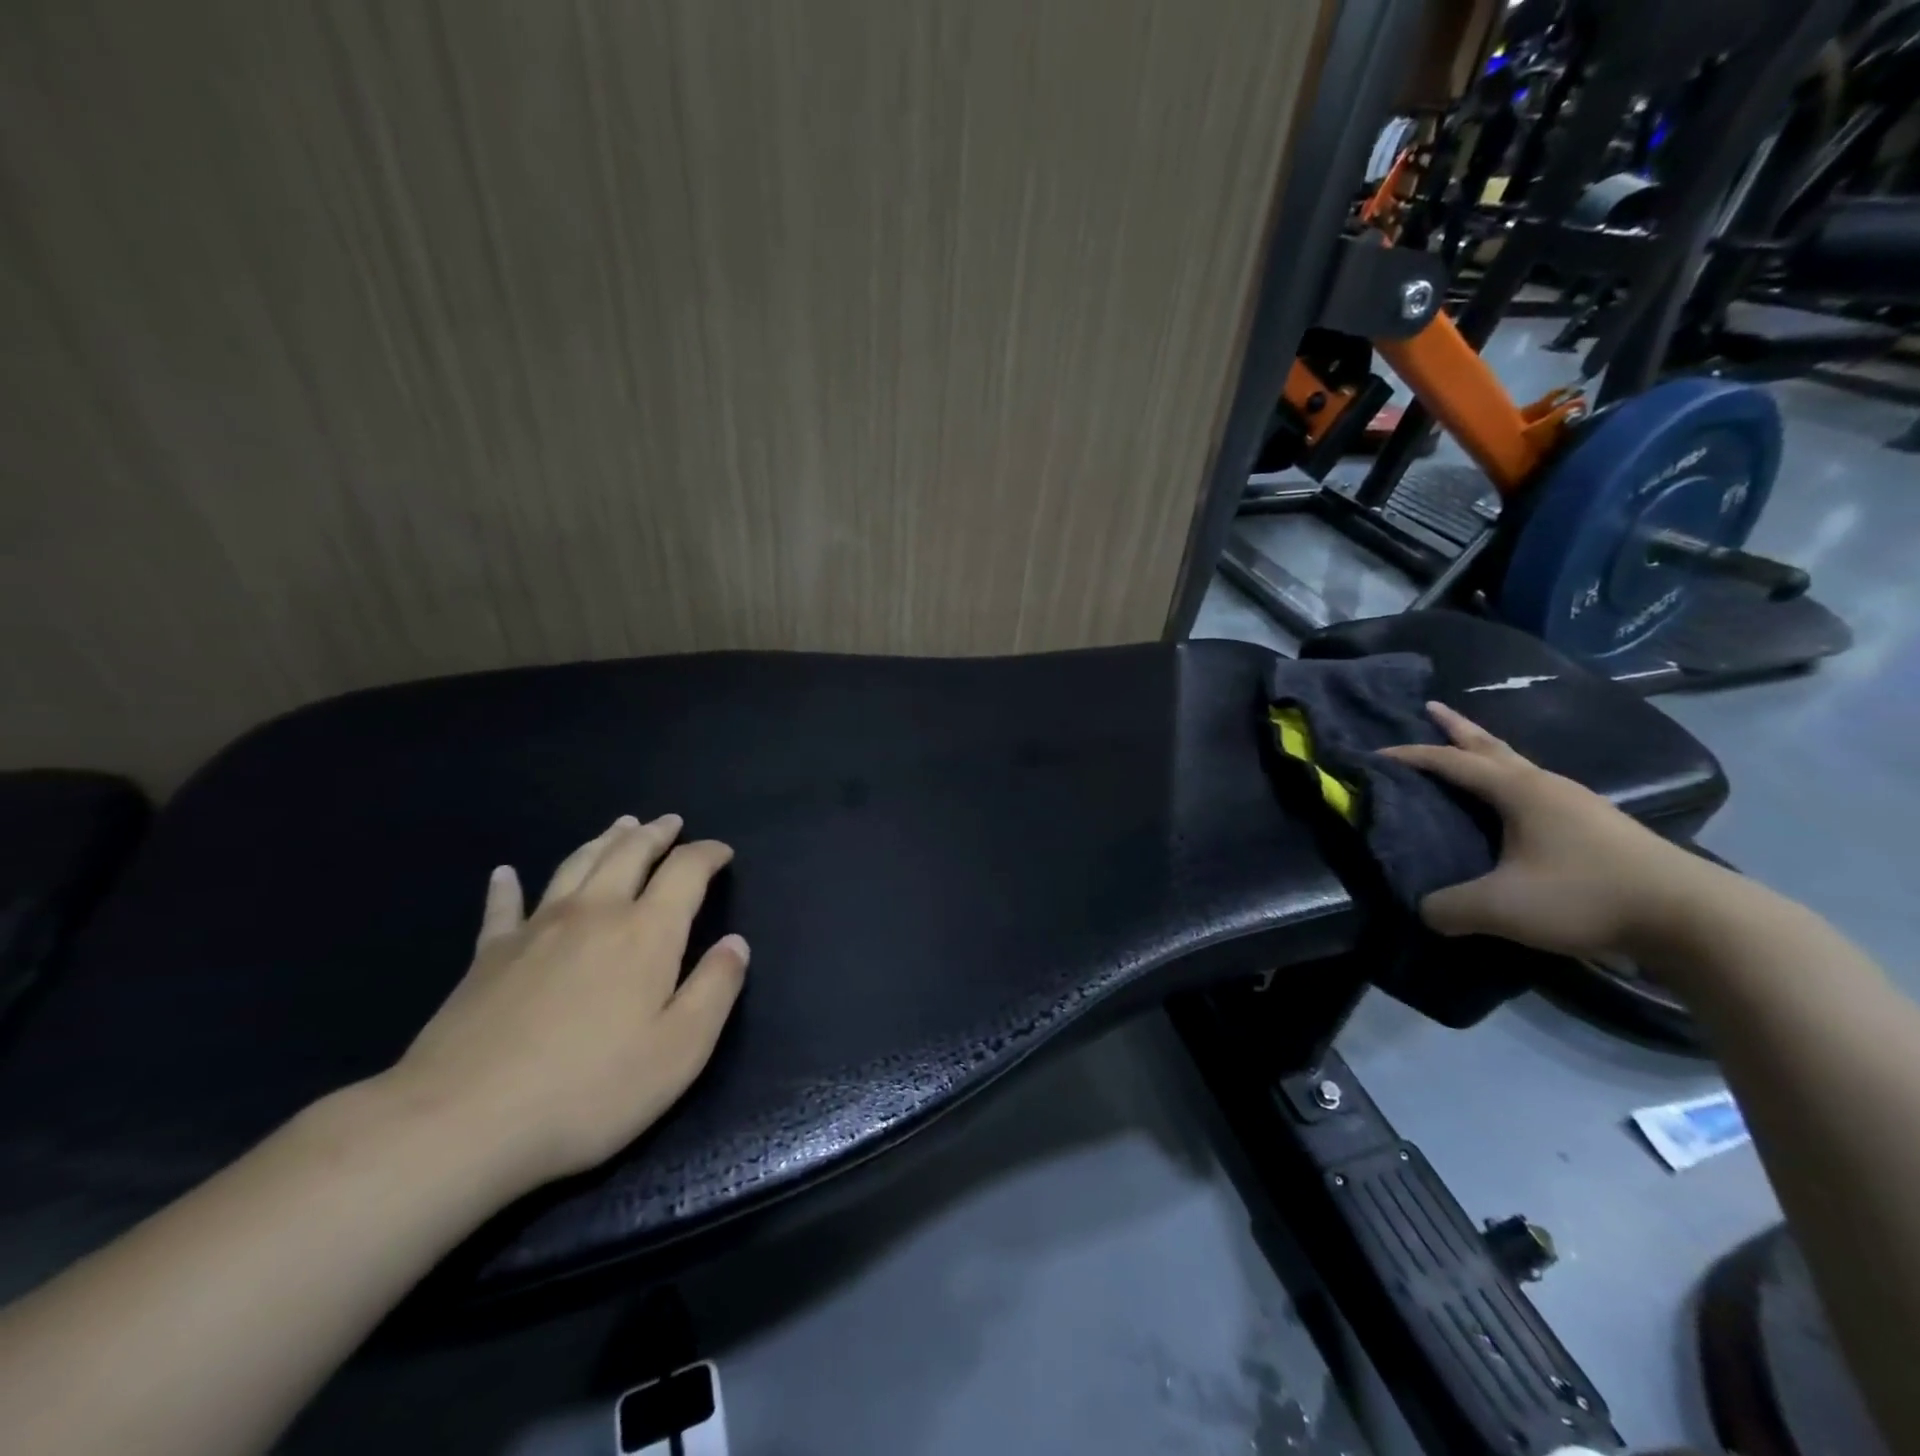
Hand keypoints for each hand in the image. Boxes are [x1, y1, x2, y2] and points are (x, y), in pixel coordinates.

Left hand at [383, 815, 747, 1193]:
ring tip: (619, 826)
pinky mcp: (488, 956)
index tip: (722, 852)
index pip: (686, 871)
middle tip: (670, 822)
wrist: (462, 1123)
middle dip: (655, 834)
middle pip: (629, 853)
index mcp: (646, 932)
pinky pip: (503, 907)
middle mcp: (594, 913)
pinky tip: (505, 873)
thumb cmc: (590, 1090)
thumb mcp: (680, 1050)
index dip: (708, 854)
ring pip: (576, 864)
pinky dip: (508, 885)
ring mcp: (536, 929)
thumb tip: (736, 944)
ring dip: (603, 841)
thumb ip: (716, 989)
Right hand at [1380, 703, 1720, 961]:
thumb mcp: (1500, 907)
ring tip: (1468, 755)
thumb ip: (1448, 907)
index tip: (1374, 755)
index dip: (1410, 756)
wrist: (1695, 920)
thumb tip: (1424, 910)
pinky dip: (1512, 785)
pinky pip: (1540, 793)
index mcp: (1520, 791)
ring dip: (1488, 756)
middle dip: (1457, 728)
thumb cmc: (1586, 897)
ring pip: (1520, 768)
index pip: (1451, 762)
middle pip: (1492, 747)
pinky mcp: (1601, 829)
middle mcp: (1548, 787)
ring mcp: (1580, 805)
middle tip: (1431, 708)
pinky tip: (1514, 807)